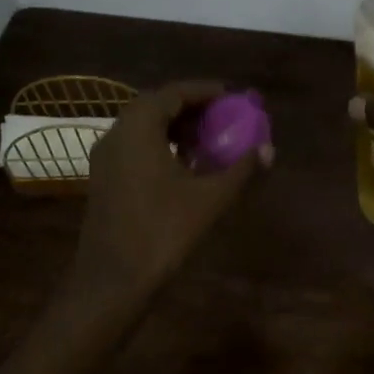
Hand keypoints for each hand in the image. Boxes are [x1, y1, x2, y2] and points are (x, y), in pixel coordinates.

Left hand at [69, 81, 270, 309]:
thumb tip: (269, 150)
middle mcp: (117, 133)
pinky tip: (184, 165)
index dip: (205, 91)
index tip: (232, 96)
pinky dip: (160, 144)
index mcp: (139, 128)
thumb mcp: (210, 198)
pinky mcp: (103, 179)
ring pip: (143, 127)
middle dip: (191, 107)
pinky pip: (134, 146)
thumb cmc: (162, 232)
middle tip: (223, 115)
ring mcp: (105, 157)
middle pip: (156, 105)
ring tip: (208, 139)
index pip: (174, 93)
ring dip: (175, 126)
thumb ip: (240, 169)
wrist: (112, 282)